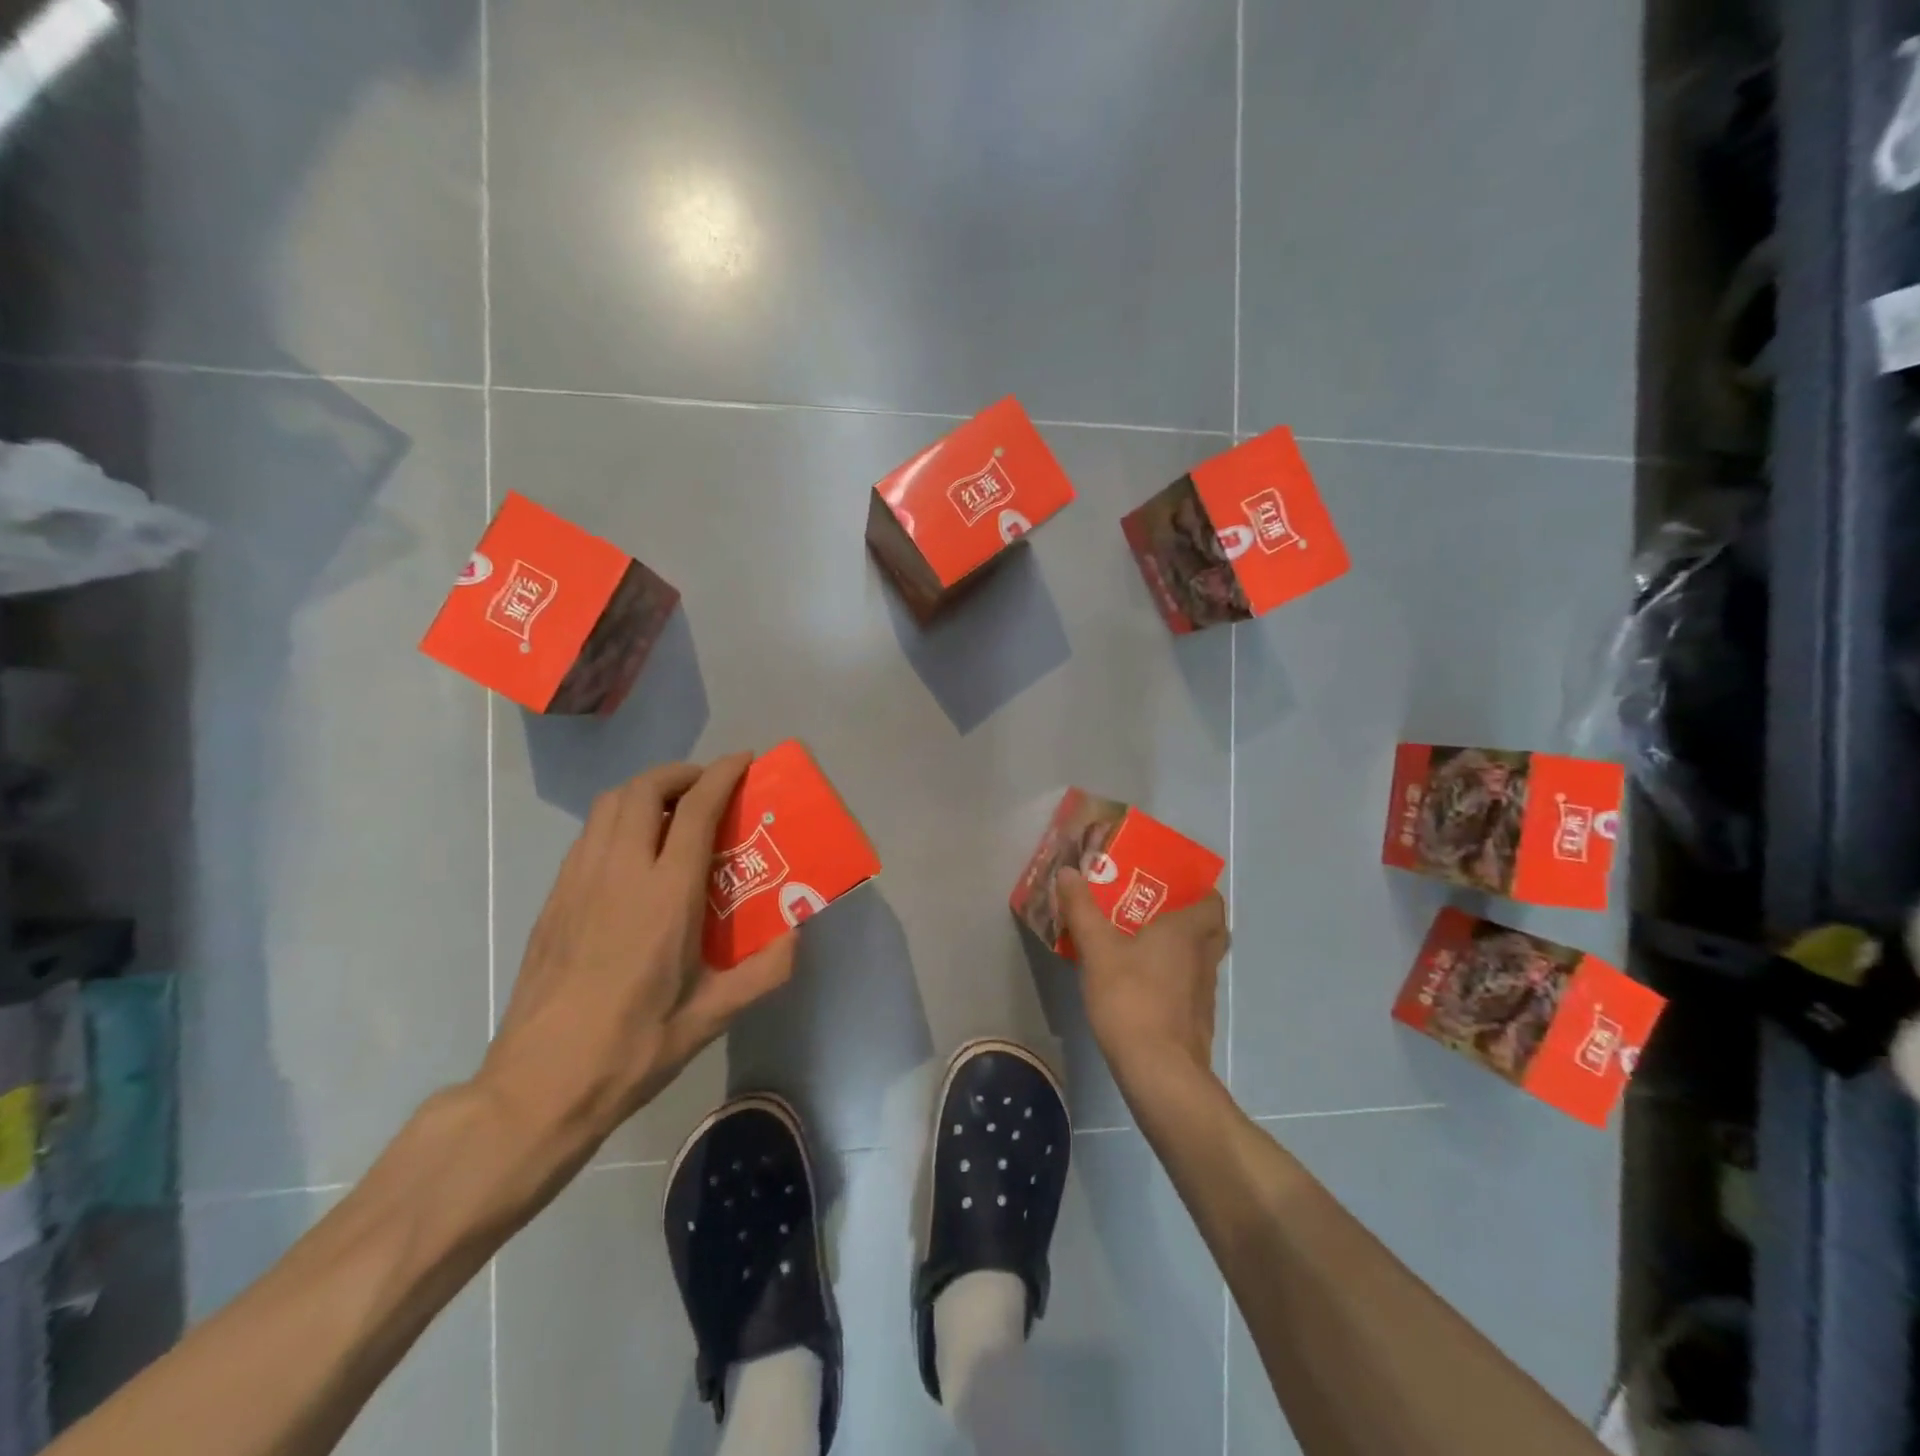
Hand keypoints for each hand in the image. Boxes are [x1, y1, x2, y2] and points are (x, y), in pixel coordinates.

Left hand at [478, 754, 795, 1172]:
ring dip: (645, 791)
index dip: (722, 776)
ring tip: (672, 811)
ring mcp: (578, 883)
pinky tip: (632, 853)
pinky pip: (589, 835)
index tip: (744, 761)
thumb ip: (764, 972)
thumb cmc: (633, 1050)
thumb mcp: (711, 1018)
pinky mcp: (554, 900)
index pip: (694, 810)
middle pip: (644, 790)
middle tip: (708, 787)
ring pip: (609, 806)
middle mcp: (619, 874)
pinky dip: (617, 819)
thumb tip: (797, 933)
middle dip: (680, 774)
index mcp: (665, 896)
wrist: (538, 1087)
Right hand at [1055, 867, 1228, 1086]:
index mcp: (1188, 932)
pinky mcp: (1197, 1021)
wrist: (1159, 1071)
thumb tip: (1067, 870)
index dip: (1198, 891)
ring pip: (1200, 960)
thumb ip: (1082, 909)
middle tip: (1155, 912)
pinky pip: (1189, 987)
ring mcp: (1204, 992)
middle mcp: (1204, 958)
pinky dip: (1174, 980)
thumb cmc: (1132, 998)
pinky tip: (1143, 985)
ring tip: (1142, 944)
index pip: (1212, 902)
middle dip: (1190, 918)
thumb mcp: (1097, 949)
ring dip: (1181, 950)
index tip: (1171, 886)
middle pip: (1211, 930)